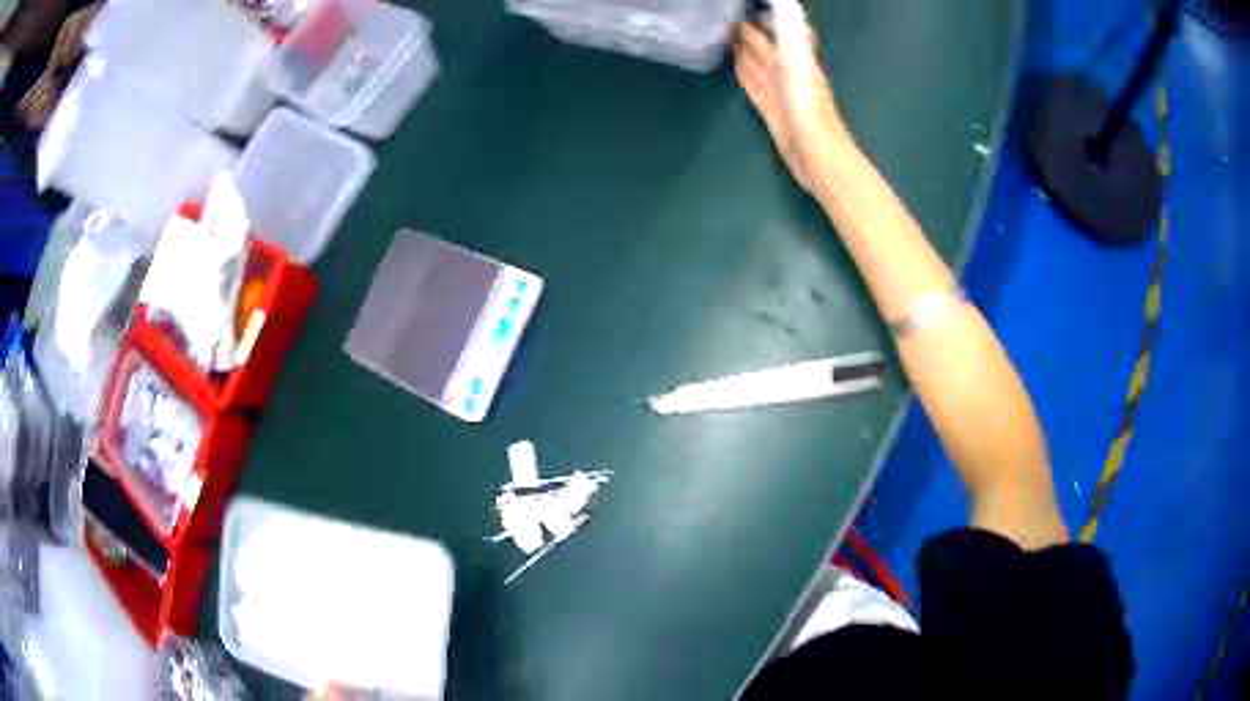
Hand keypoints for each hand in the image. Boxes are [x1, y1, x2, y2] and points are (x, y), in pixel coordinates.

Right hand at [734, 19, 850, 193]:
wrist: (817, 157)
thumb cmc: (808, 108)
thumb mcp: (797, 62)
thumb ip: (789, 32)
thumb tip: (782, 1)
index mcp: (795, 56)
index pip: (778, 26)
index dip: (765, 13)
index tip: (744, 4)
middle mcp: (787, 69)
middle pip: (764, 43)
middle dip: (748, 29)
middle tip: (724, 15)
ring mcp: (778, 90)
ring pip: (757, 62)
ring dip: (743, 49)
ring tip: (722, 34)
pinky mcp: (770, 110)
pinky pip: (752, 84)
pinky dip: (743, 72)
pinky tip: (734, 66)